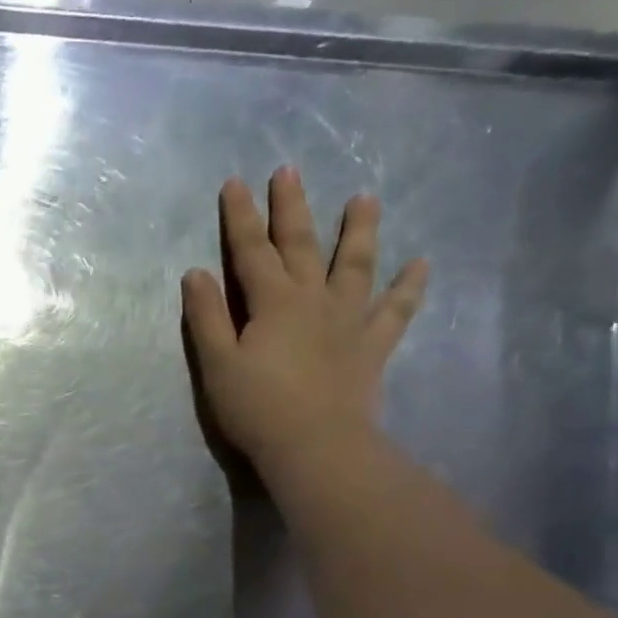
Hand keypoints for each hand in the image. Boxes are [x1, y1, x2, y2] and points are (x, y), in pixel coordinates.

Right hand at [181, 166, 427, 484]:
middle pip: (302, 245)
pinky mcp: (372, 346)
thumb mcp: (217, 363)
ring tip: (365, 198)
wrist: (316, 446)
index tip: (234, 183)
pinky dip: (409, 287)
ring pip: (356, 265)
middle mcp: (314, 300)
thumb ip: (207, 317)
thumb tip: (197, 273)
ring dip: (359, 230)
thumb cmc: (257, 407)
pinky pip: (395, 310)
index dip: (240, 217)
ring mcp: (349, 320)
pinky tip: (420, 264)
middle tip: (289, 171)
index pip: (251, 250)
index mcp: (273, 303)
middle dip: (292, 207)